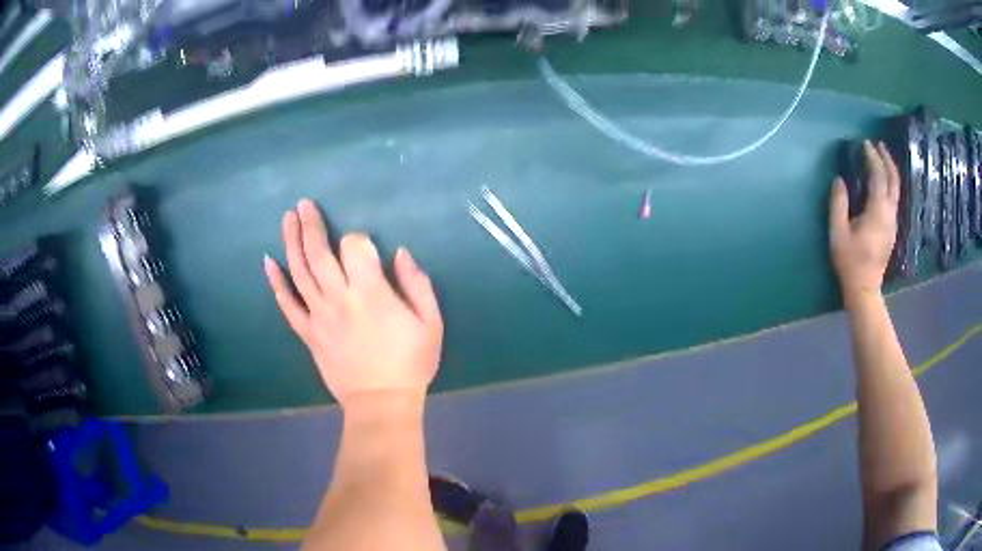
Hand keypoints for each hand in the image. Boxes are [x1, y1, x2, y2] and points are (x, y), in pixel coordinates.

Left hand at [264, 199, 443, 408]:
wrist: (381, 402)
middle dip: (310, 225)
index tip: (363, 244)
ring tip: (287, 218)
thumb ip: (417, 284)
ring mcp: (319, 315)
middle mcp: (339, 298)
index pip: (354, 248)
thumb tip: (399, 253)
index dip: (357, 239)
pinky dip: (276, 283)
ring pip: (300, 272)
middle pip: (319, 254)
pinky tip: (268, 262)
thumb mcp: (430, 322)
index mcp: (370, 293)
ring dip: (291, 242)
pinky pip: (287, 305)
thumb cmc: (410, 362)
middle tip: (303, 204)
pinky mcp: (308, 333)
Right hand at [829, 141, 900, 305]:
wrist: (864, 289)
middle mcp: (889, 213)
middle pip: (893, 180)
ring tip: (881, 157)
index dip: (872, 157)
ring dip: (890, 170)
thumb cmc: (850, 262)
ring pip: (896, 189)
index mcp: (877, 212)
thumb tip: (839, 180)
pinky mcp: (892, 228)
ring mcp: (893, 222)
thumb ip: (838, 204)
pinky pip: (894, 198)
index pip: (878, 176)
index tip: (864, 143)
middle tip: (878, 144)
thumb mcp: (838, 233)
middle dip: (887, 159)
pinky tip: (883, 180)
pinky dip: (890, 183)